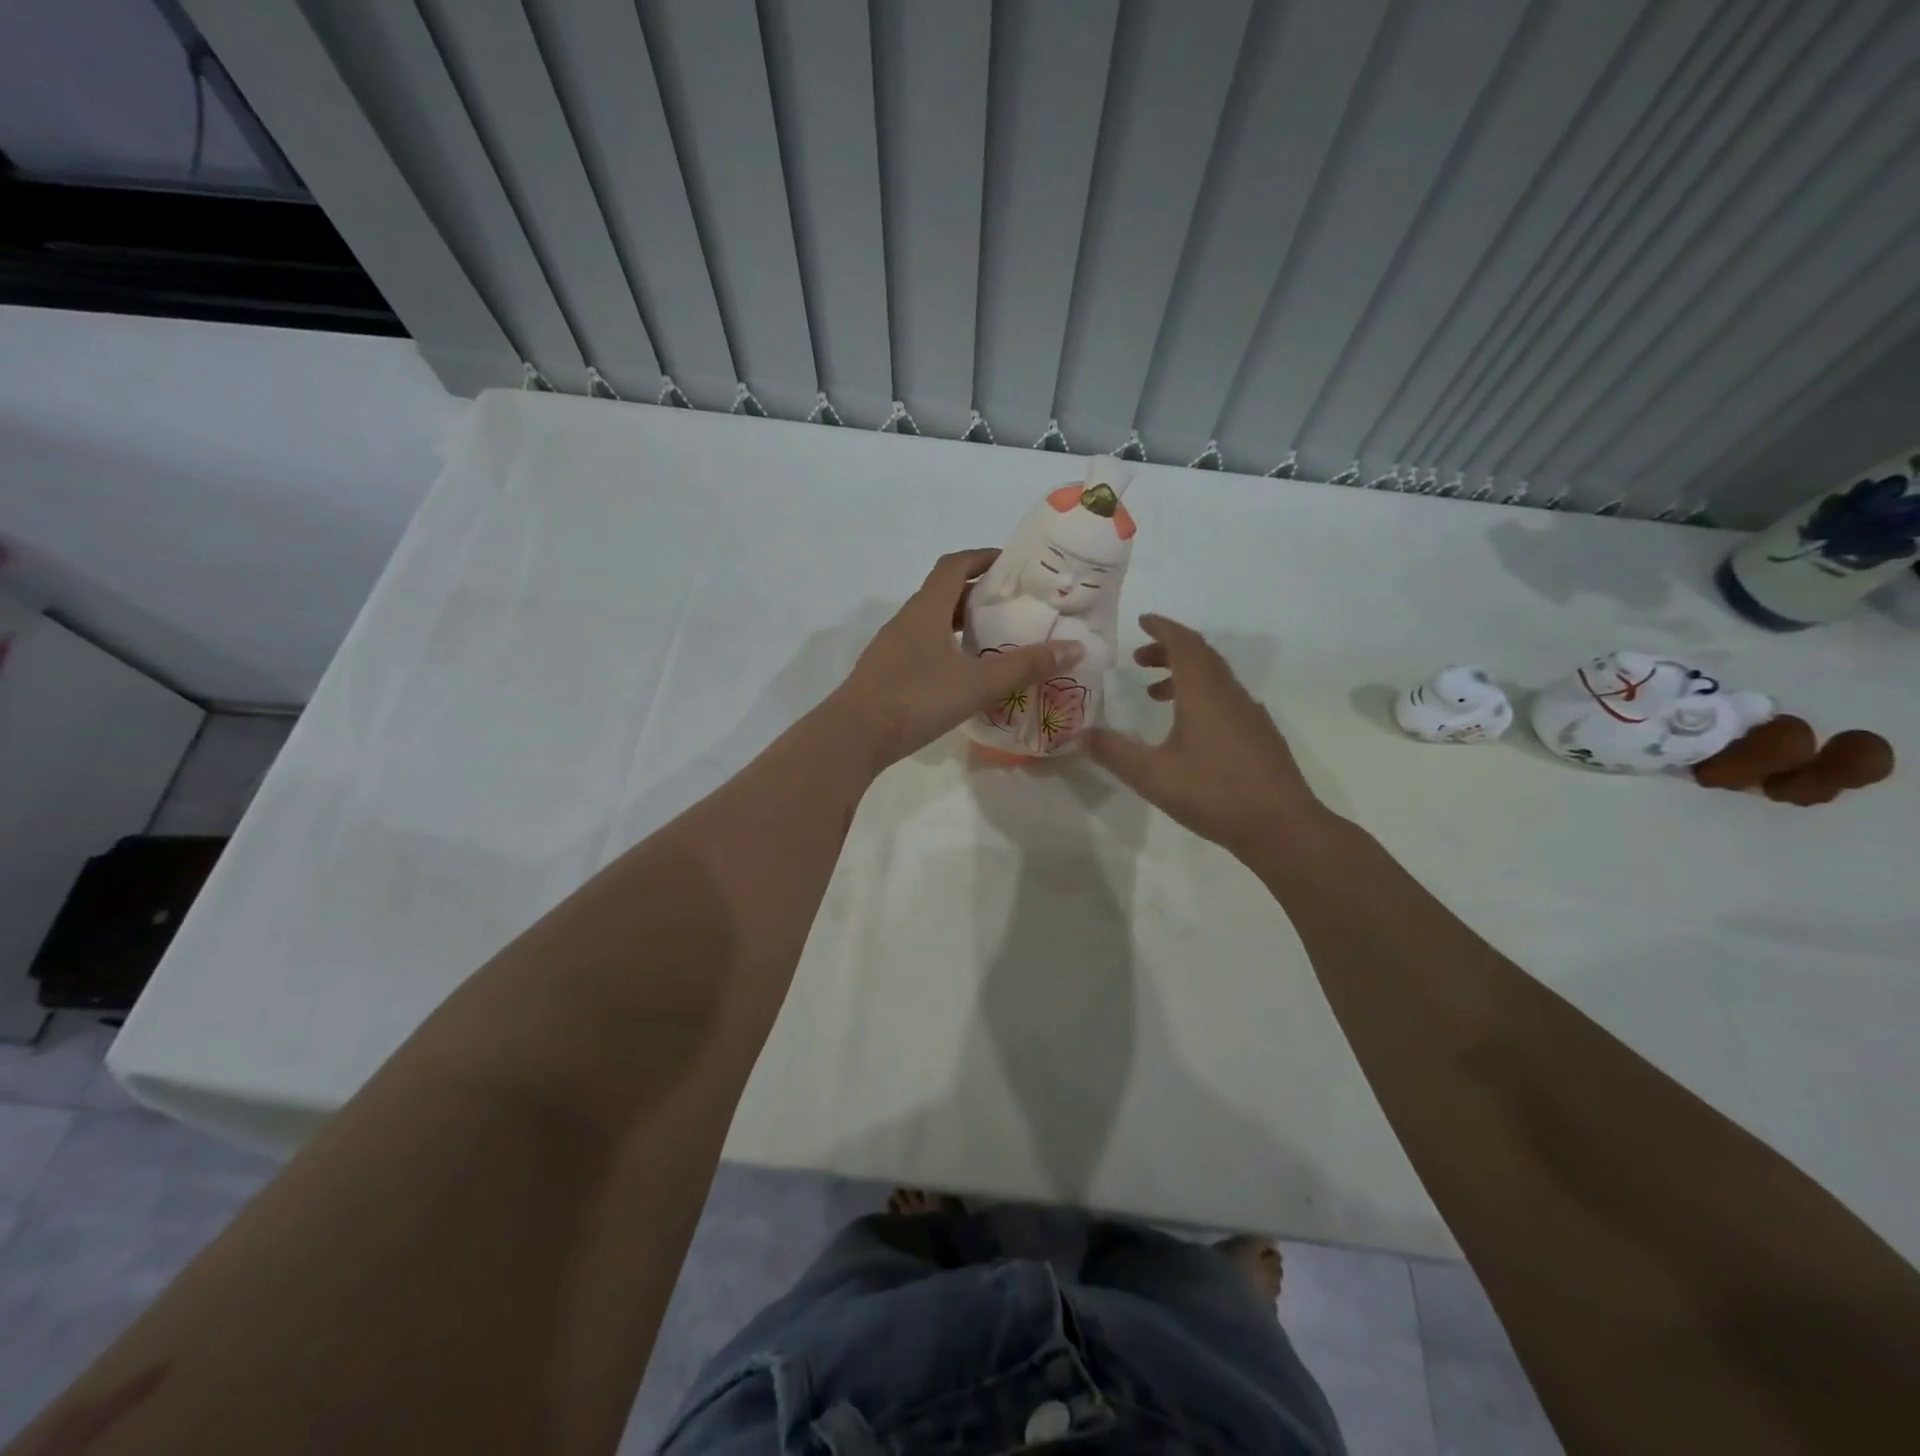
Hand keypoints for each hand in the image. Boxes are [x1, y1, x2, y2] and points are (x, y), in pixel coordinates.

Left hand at [829, 549, 1084, 768]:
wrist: (854, 736)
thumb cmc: (917, 699)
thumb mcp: (978, 683)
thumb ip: (1025, 666)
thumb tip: (1074, 647)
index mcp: (927, 609)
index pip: (955, 565)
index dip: (983, 557)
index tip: (1012, 564)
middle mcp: (907, 619)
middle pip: (945, 592)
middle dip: (979, 593)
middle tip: (1014, 606)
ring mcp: (893, 647)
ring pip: (933, 622)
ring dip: (962, 623)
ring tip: (996, 639)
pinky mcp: (887, 672)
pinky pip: (923, 647)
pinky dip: (947, 648)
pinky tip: (964, 673)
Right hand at [1090, 614, 1323, 859]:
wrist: (1282, 826)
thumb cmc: (1213, 793)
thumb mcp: (1152, 775)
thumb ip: (1114, 752)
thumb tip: (1079, 735)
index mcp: (1204, 693)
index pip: (1183, 643)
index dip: (1162, 628)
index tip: (1142, 621)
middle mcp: (1229, 694)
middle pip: (1200, 655)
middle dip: (1168, 650)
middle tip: (1138, 658)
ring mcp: (1249, 713)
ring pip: (1214, 677)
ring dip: (1183, 675)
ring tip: (1154, 695)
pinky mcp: (1259, 734)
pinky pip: (1226, 697)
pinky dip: (1200, 695)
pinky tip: (1188, 728)